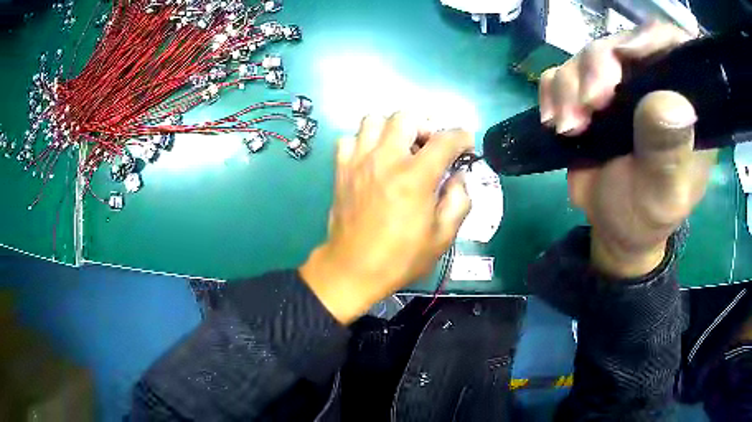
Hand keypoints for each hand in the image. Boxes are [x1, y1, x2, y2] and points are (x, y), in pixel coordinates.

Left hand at [300, 113, 472, 323]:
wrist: (352, 269)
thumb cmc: (400, 258)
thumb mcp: (442, 237)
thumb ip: (459, 200)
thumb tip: (457, 175)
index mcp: (415, 177)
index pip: (445, 139)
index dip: (462, 136)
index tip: (466, 144)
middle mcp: (386, 159)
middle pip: (406, 116)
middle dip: (425, 125)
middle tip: (429, 146)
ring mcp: (359, 161)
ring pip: (374, 119)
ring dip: (391, 128)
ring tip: (399, 149)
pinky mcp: (341, 169)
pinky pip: (350, 139)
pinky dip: (363, 142)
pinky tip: (372, 159)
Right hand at [540, 22, 716, 277]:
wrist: (614, 227)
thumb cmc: (648, 213)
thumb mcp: (665, 192)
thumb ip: (668, 149)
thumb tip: (669, 102)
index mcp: (684, 102)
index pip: (674, 47)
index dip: (651, 38)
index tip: (626, 55)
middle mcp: (651, 83)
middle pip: (621, 44)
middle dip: (599, 67)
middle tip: (589, 104)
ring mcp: (617, 85)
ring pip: (587, 56)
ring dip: (570, 87)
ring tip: (569, 128)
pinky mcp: (586, 93)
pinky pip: (560, 73)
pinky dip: (551, 92)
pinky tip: (555, 121)